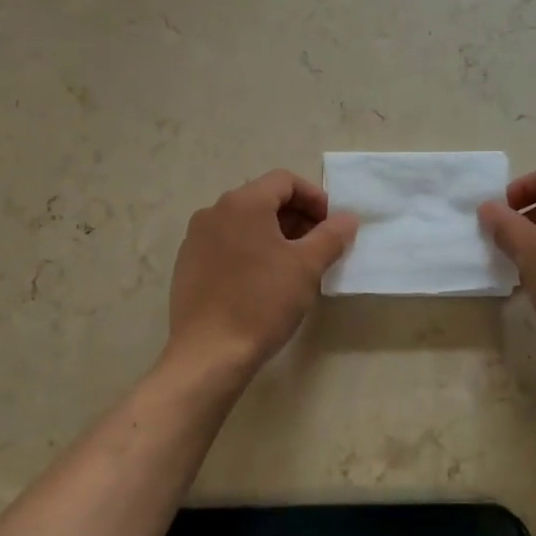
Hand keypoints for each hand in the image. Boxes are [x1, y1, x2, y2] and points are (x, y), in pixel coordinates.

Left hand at [164, 170, 358, 385]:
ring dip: (275, 235)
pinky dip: (250, 250)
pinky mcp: (188, 264)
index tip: (332, 226)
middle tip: (319, 247)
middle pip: (264, 199)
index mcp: (243, 202)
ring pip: (245, 223)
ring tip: (294, 266)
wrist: (208, 354)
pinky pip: (226, 243)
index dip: (314, 198)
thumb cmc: (262, 303)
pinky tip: (262, 282)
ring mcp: (196, 238)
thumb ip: (331, 235)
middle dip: (296, 217)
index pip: (285, 181)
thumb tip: (347, 218)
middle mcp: (214, 211)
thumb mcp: (307, 267)